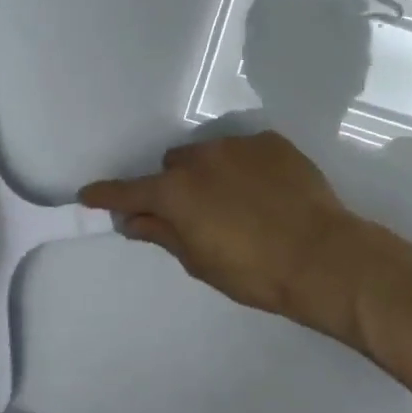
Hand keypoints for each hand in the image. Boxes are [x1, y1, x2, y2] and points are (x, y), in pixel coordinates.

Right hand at [80, 131, 406, 344]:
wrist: (322, 255)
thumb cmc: (254, 271)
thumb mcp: (201, 262)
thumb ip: (163, 234)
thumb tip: (132, 220)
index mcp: (178, 191)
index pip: (130, 191)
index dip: (108, 194)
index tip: (89, 194)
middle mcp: (202, 157)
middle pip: (174, 165)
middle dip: (176, 186)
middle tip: (197, 213)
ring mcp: (239, 144)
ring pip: (210, 153)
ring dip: (212, 173)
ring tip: (240, 202)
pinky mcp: (271, 141)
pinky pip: (246, 151)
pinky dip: (246, 168)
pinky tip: (267, 192)